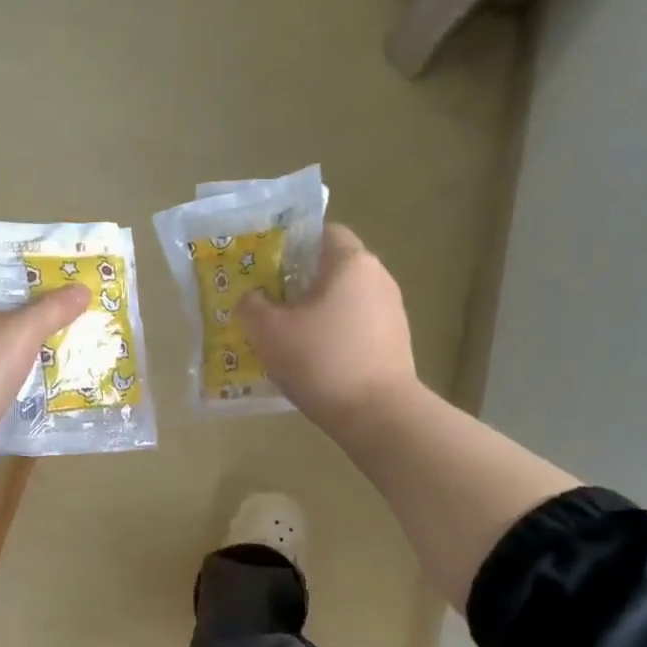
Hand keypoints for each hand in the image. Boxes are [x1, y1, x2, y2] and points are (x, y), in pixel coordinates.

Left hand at [0, 282, 89, 442]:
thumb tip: (83, 289)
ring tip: (66, 342)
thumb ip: (53, 308)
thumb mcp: (23, 330)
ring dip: (27, 347)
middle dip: (34, 315)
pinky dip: (17, 372)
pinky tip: (45, 375)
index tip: (61, 283)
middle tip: (71, 312)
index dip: (28, 279)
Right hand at [237, 225, 418, 439]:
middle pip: (332, 269)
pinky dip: (334, 337)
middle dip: (299, 283)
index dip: (293, 244)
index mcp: (351, 262)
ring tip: (286, 337)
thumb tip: (252, 299)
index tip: (267, 267)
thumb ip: (252, 307)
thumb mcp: (269, 332)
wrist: (377, 413)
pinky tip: (313, 361)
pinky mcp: (395, 343)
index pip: (323, 232)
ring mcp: (391, 312)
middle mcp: (378, 278)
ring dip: (316, 313)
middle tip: (267, 304)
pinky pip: (356, 328)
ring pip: (344, 301)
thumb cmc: (321, 359)